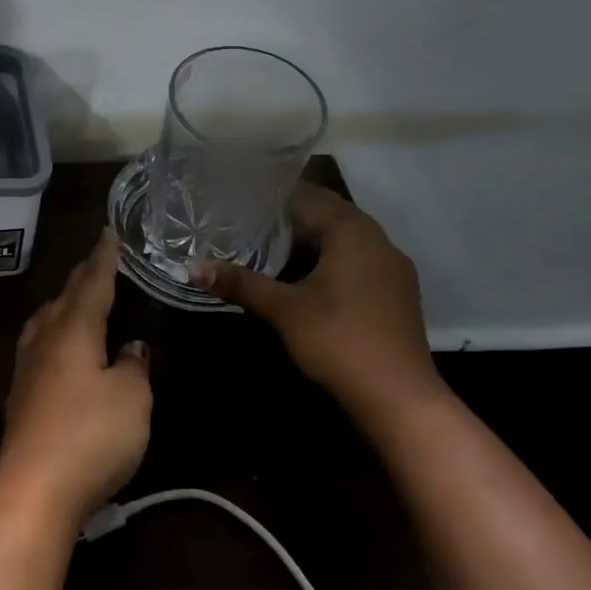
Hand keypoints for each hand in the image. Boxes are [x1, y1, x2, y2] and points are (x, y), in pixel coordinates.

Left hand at [0, 230, 151, 526]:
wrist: (34, 487)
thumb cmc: (91, 435)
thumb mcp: (132, 399)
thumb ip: (134, 367)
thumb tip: (131, 347)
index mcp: (73, 329)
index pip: (92, 283)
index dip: (104, 258)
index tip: (109, 233)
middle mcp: (45, 339)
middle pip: (65, 297)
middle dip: (83, 276)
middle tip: (98, 259)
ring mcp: (27, 366)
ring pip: (46, 319)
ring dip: (63, 302)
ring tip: (76, 297)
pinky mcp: (21, 394)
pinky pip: (39, 343)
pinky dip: (54, 330)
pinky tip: (58, 345)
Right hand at [193, 186, 441, 422]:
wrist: (399, 399)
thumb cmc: (339, 341)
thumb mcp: (283, 310)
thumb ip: (239, 283)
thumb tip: (191, 267)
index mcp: (353, 233)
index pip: (309, 195)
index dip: (274, 192)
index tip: (240, 191)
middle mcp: (378, 241)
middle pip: (330, 212)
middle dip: (291, 210)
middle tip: (247, 211)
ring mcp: (391, 268)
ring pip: (345, 235)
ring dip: (311, 233)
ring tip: (268, 236)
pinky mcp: (394, 292)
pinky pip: (356, 257)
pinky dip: (328, 254)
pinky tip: (302, 270)